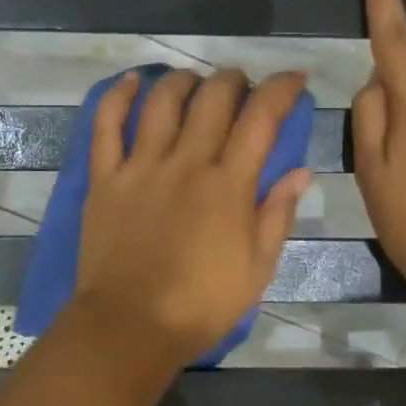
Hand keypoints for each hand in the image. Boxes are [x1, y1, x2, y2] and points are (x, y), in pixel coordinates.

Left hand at [73, 67, 312, 367]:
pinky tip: (130, 81)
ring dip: (183, 81)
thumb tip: (300, 171)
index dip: (282, 89)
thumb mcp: (256, 269)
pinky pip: (106, 126)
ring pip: (162, 102)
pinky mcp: (105, 178)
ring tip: (195, 82)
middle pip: (213, 98)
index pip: (262, 118)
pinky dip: (117, 97)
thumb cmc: (201, 305)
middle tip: (242, 85)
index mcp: (228, 185)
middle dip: (234, 80)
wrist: (130, 326)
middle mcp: (186, 163)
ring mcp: (141, 167)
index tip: (294, 79)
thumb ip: (277, 215)